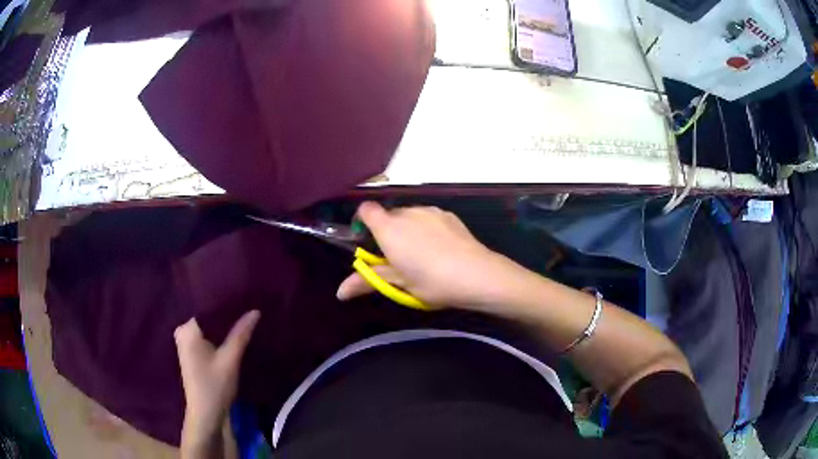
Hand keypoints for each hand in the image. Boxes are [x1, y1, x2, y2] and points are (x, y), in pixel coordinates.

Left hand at [174, 311, 259, 454]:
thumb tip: (255, 311)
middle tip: (246, 303)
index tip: (242, 294)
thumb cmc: (214, 386)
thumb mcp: (230, 360)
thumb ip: (241, 334)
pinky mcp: (190, 350)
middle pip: (206, 315)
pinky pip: (206, 334)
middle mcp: (182, 330)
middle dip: (225, 312)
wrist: (205, 413)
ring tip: (242, 314)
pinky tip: (232, 331)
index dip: (225, 300)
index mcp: (187, 329)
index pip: (206, 305)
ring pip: (207, 325)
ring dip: (222, 324)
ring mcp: (185, 341)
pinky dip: (218, 333)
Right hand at [337, 202, 512, 308]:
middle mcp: (407, 212)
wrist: (476, 274)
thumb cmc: (431, 281)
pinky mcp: (449, 214)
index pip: (366, 210)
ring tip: (422, 256)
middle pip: (389, 215)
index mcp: (389, 228)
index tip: (368, 242)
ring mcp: (430, 211)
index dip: (363, 222)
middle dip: (388, 232)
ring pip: (411, 216)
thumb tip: (340, 293)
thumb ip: (367, 281)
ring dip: (409, 230)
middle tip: (397, 259)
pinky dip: (428, 228)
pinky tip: (441, 249)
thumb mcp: (398, 285)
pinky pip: (429, 218)